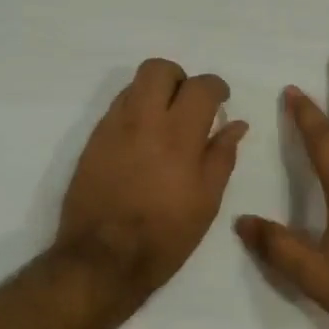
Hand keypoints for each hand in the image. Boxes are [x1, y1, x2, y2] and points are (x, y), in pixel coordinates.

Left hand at [55, 58, 248, 297]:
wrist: (103, 259)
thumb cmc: (165, 235)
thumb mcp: (206, 201)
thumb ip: (222, 156)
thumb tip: (235, 124)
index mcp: (179, 135)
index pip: (201, 86)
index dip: (216, 87)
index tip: (220, 102)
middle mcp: (143, 120)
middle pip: (159, 69)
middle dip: (179, 79)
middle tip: (189, 105)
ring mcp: (112, 127)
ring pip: (134, 85)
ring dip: (154, 93)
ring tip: (165, 124)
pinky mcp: (92, 141)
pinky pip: (116, 108)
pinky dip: (134, 112)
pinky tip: (142, 142)